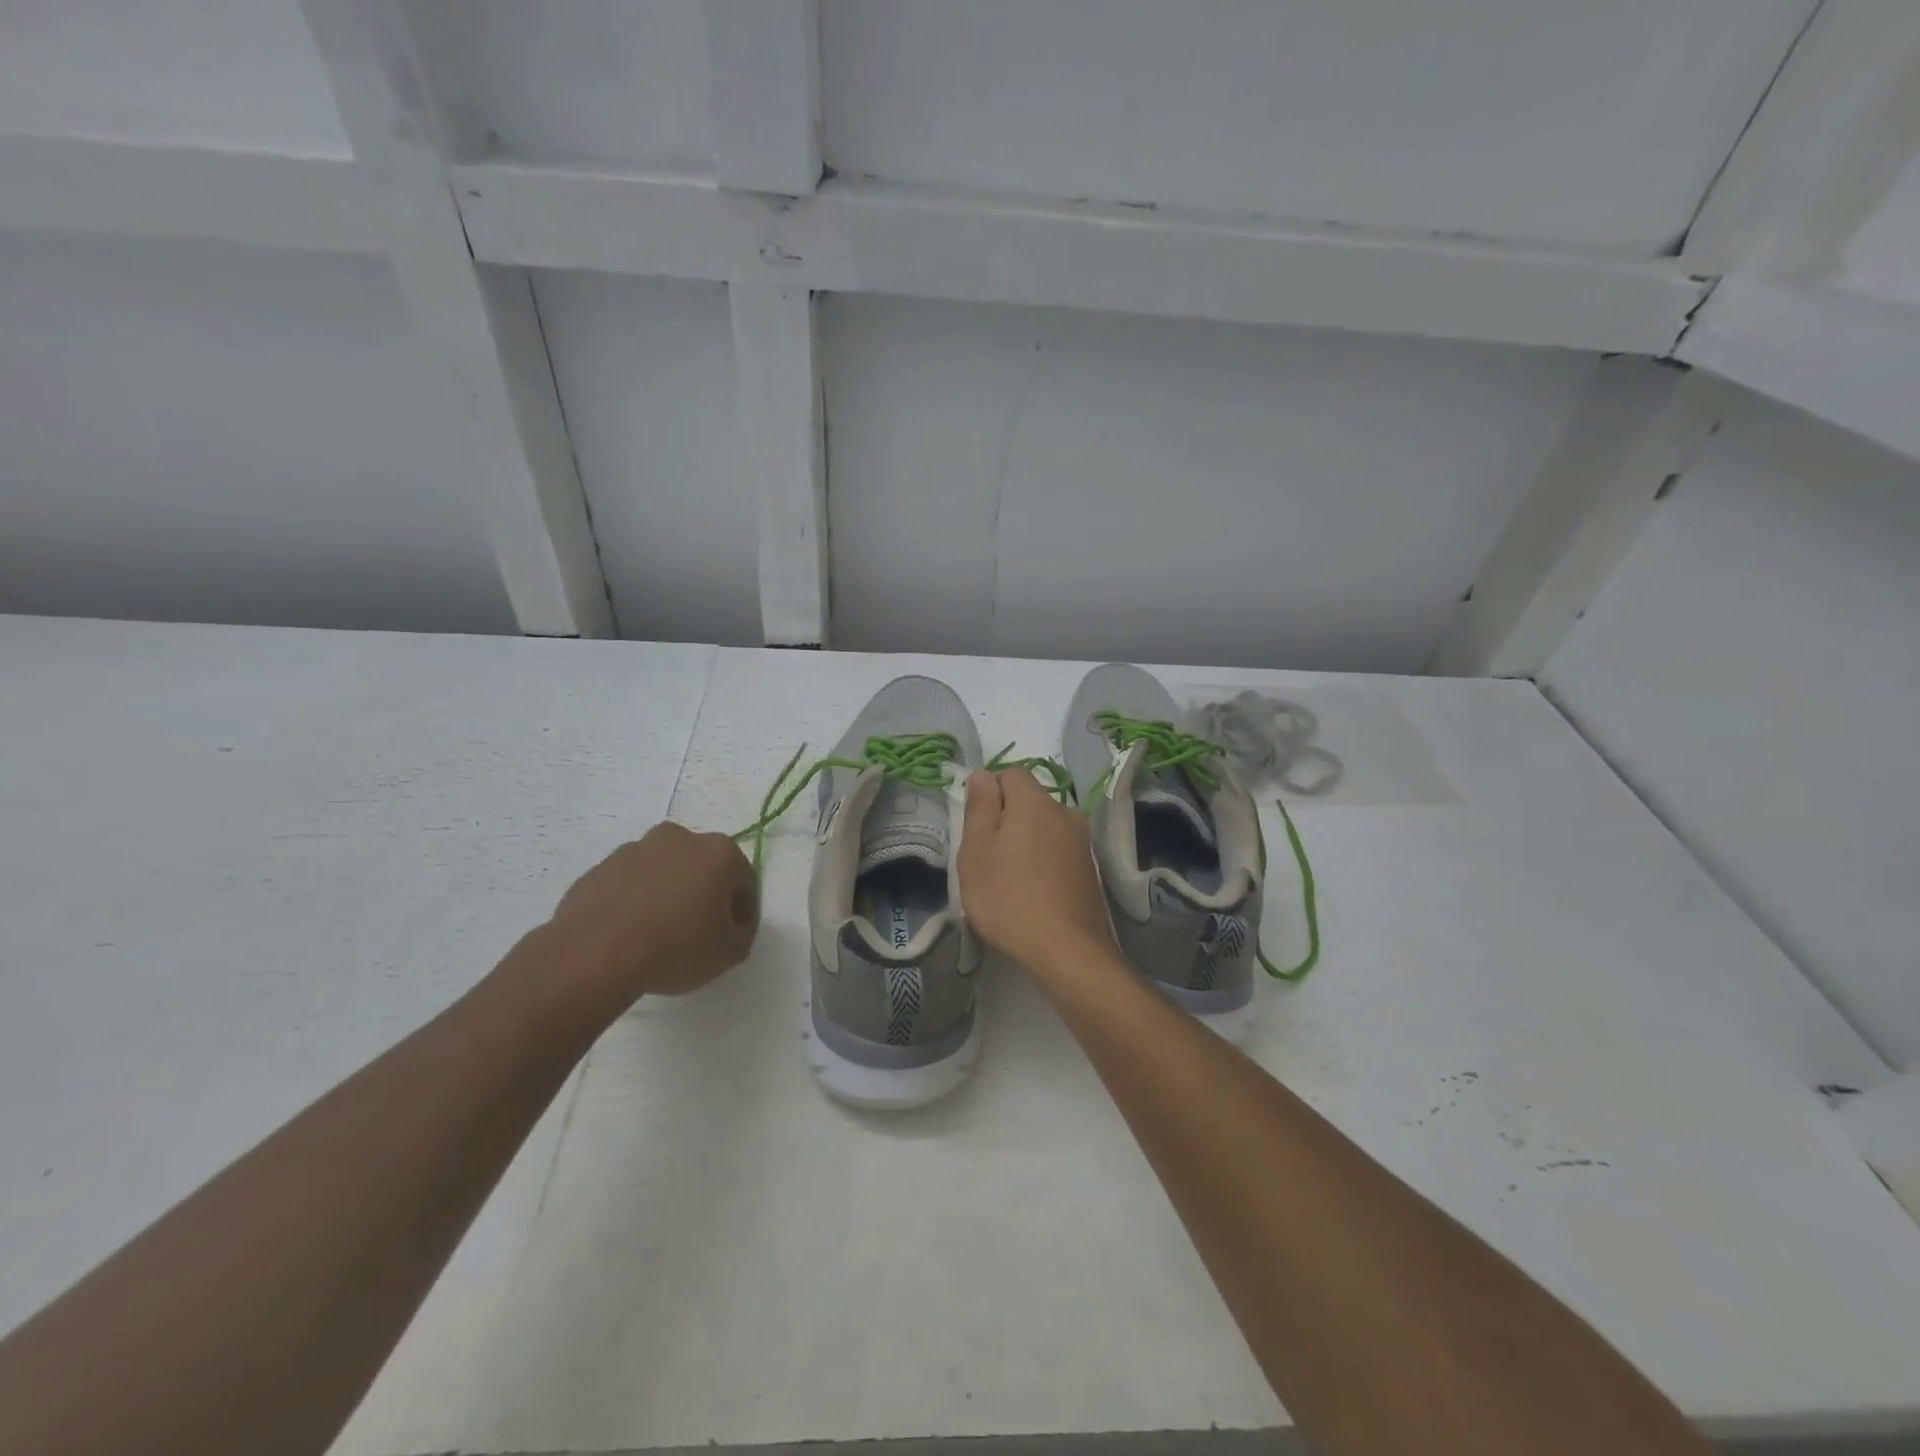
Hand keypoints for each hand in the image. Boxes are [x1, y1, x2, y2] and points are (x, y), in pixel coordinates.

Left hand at [544, 823, 758, 1005]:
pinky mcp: (601, 867)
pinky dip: (636, 902)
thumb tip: (731, 927)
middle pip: (702, 869)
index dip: (742, 913)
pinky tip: (630, 934)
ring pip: (664, 873)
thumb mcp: (729, 953)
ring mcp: (636, 849)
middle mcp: (680, 838)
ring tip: (658, 936)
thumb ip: (741, 935)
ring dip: (668, 895)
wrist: (595, 953)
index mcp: (719, 852)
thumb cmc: (676, 947)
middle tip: (698, 934)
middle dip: (704, 896)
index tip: (732, 938)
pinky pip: (630, 884)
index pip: (743, 882)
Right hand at [957, 769, 1116, 973]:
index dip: (989, 792)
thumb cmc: (1009, 896)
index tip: (976, 827)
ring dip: (1026, 840)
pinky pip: (1058, 849)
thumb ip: (979, 806)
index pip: (1010, 773)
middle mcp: (1065, 812)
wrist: (1067, 950)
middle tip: (987, 855)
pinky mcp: (1089, 868)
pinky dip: (1043, 860)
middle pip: (1029, 799)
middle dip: (1007, 817)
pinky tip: (1032, 890)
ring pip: (1044, 825)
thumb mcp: (976, 850)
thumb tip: (983, 774)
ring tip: (1009, 876)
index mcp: (1035, 801)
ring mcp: (1081, 841)